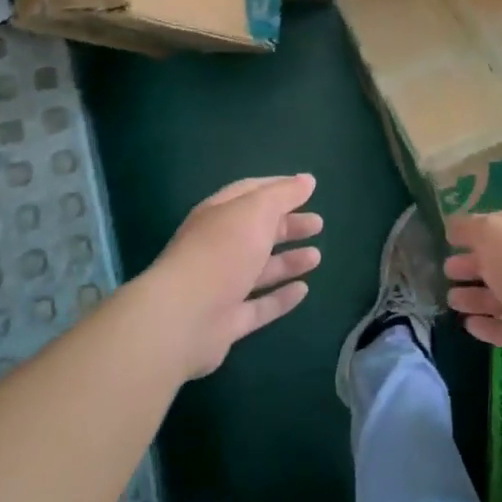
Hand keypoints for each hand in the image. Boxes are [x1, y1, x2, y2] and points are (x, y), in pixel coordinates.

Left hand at [146, 174, 322, 378]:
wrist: (182, 319)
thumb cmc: (221, 253)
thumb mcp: (256, 211)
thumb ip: (283, 195)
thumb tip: (307, 180)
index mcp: (219, 215)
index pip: (250, 193)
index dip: (279, 189)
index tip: (307, 188)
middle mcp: (218, 247)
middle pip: (257, 232)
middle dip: (288, 225)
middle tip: (318, 224)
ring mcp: (221, 286)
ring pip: (260, 269)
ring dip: (288, 261)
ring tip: (317, 257)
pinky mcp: (227, 321)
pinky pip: (260, 306)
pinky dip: (281, 298)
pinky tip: (303, 290)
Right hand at [444, 211, 501, 374]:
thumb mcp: (491, 233)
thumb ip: (470, 228)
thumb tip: (453, 227)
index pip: (499, 228)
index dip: (474, 232)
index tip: (450, 239)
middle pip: (499, 263)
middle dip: (472, 265)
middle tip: (447, 270)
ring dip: (476, 298)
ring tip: (451, 300)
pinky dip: (489, 327)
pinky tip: (469, 326)